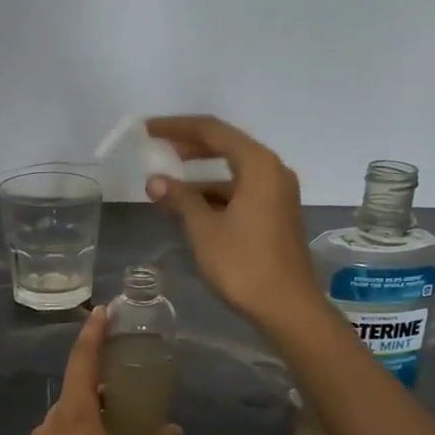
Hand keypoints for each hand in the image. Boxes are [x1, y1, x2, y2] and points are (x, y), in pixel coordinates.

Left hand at [27, 307, 181, 434]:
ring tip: (121, 427)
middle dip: (97, 387)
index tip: (103, 312)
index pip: (80, 363)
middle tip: (127, 387)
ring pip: (66, 426)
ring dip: (90, 419)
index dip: (93, 335)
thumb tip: (172, 430)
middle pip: (72, 396)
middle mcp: (46, 432)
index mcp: (71, 419)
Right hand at [144, 114, 319, 332]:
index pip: (212, 130)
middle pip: (225, 146)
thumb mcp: (205, 229)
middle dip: (189, 148)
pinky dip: (215, 194)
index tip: (146, 130)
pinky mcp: (276, 215)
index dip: (176, 127)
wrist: (287, 307)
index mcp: (258, 164)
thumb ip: (180, 199)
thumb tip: (155, 181)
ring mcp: (277, 194)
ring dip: (200, 176)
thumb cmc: (244, 264)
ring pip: (232, 173)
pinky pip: (240, 191)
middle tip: (156, 149)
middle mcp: (272, 171)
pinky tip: (190, 207)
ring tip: (165, 184)